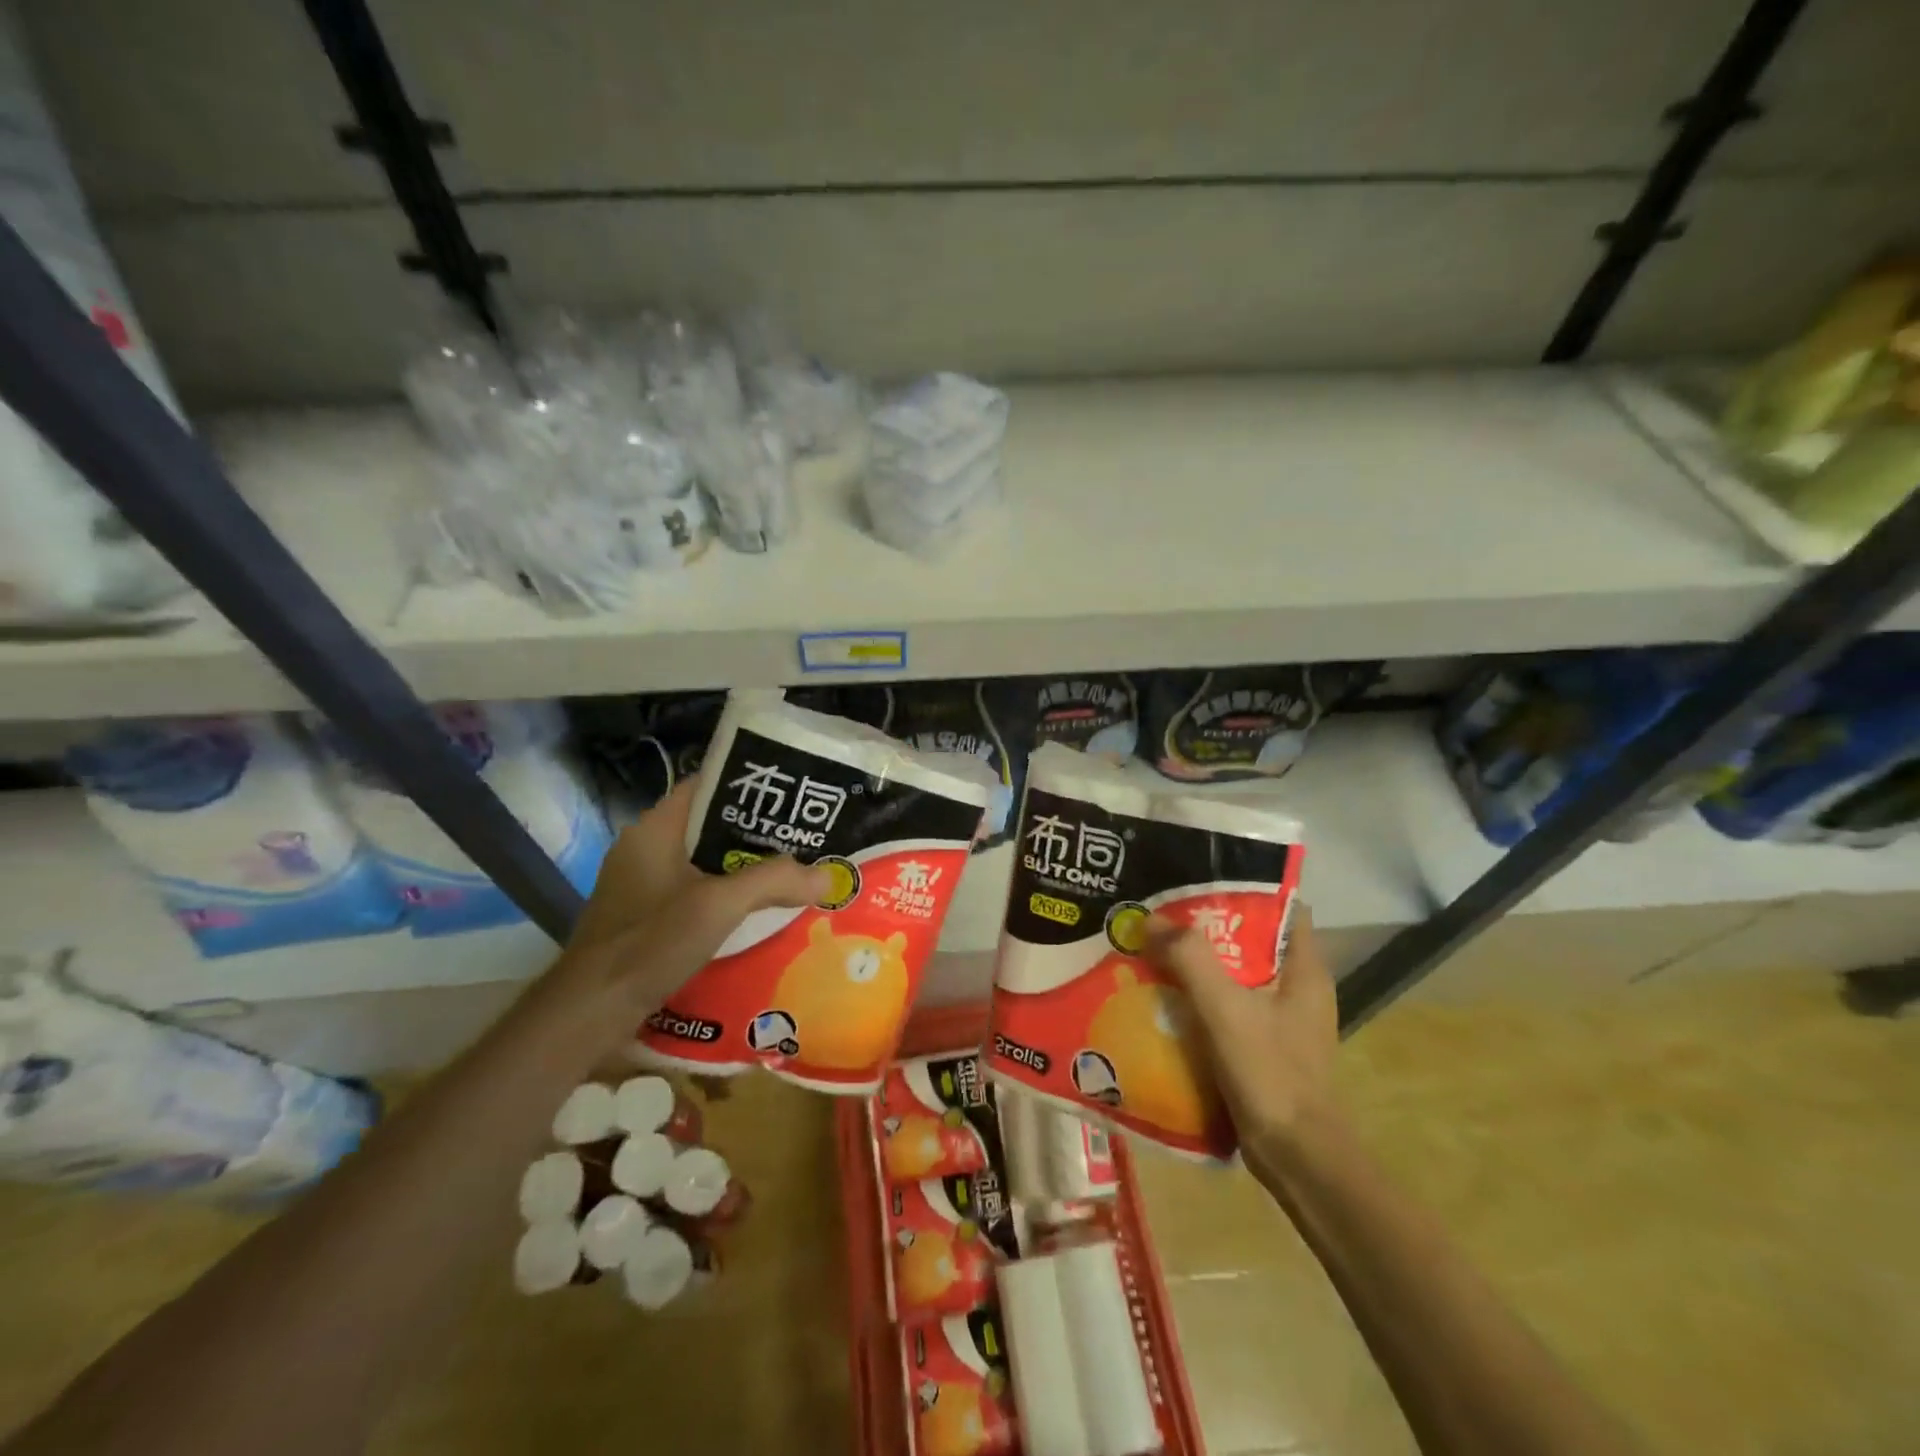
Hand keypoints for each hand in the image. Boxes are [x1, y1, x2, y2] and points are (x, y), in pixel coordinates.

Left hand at [563, 783, 831, 1007]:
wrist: (589, 1012)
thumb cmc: (649, 943)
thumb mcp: (718, 906)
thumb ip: (773, 882)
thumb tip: (827, 875)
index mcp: (655, 829)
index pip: (707, 787)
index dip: (749, 786)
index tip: (792, 795)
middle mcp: (646, 848)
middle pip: (711, 827)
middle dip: (757, 832)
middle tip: (804, 837)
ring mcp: (643, 884)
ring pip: (706, 862)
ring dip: (744, 867)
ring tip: (792, 870)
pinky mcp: (645, 916)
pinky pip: (696, 891)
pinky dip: (726, 895)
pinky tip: (758, 910)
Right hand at [1143, 906, 1339, 1178]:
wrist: (1297, 1159)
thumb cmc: (1271, 1074)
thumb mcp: (1226, 1010)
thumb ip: (1190, 960)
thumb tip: (1150, 919)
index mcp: (1304, 969)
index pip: (1282, 908)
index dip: (1243, 889)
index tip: (1198, 879)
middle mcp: (1298, 988)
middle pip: (1251, 940)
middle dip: (1207, 926)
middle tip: (1160, 913)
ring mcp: (1282, 1020)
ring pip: (1236, 976)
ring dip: (1198, 964)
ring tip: (1154, 948)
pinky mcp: (1265, 1047)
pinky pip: (1228, 1008)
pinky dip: (1200, 998)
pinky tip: (1164, 998)